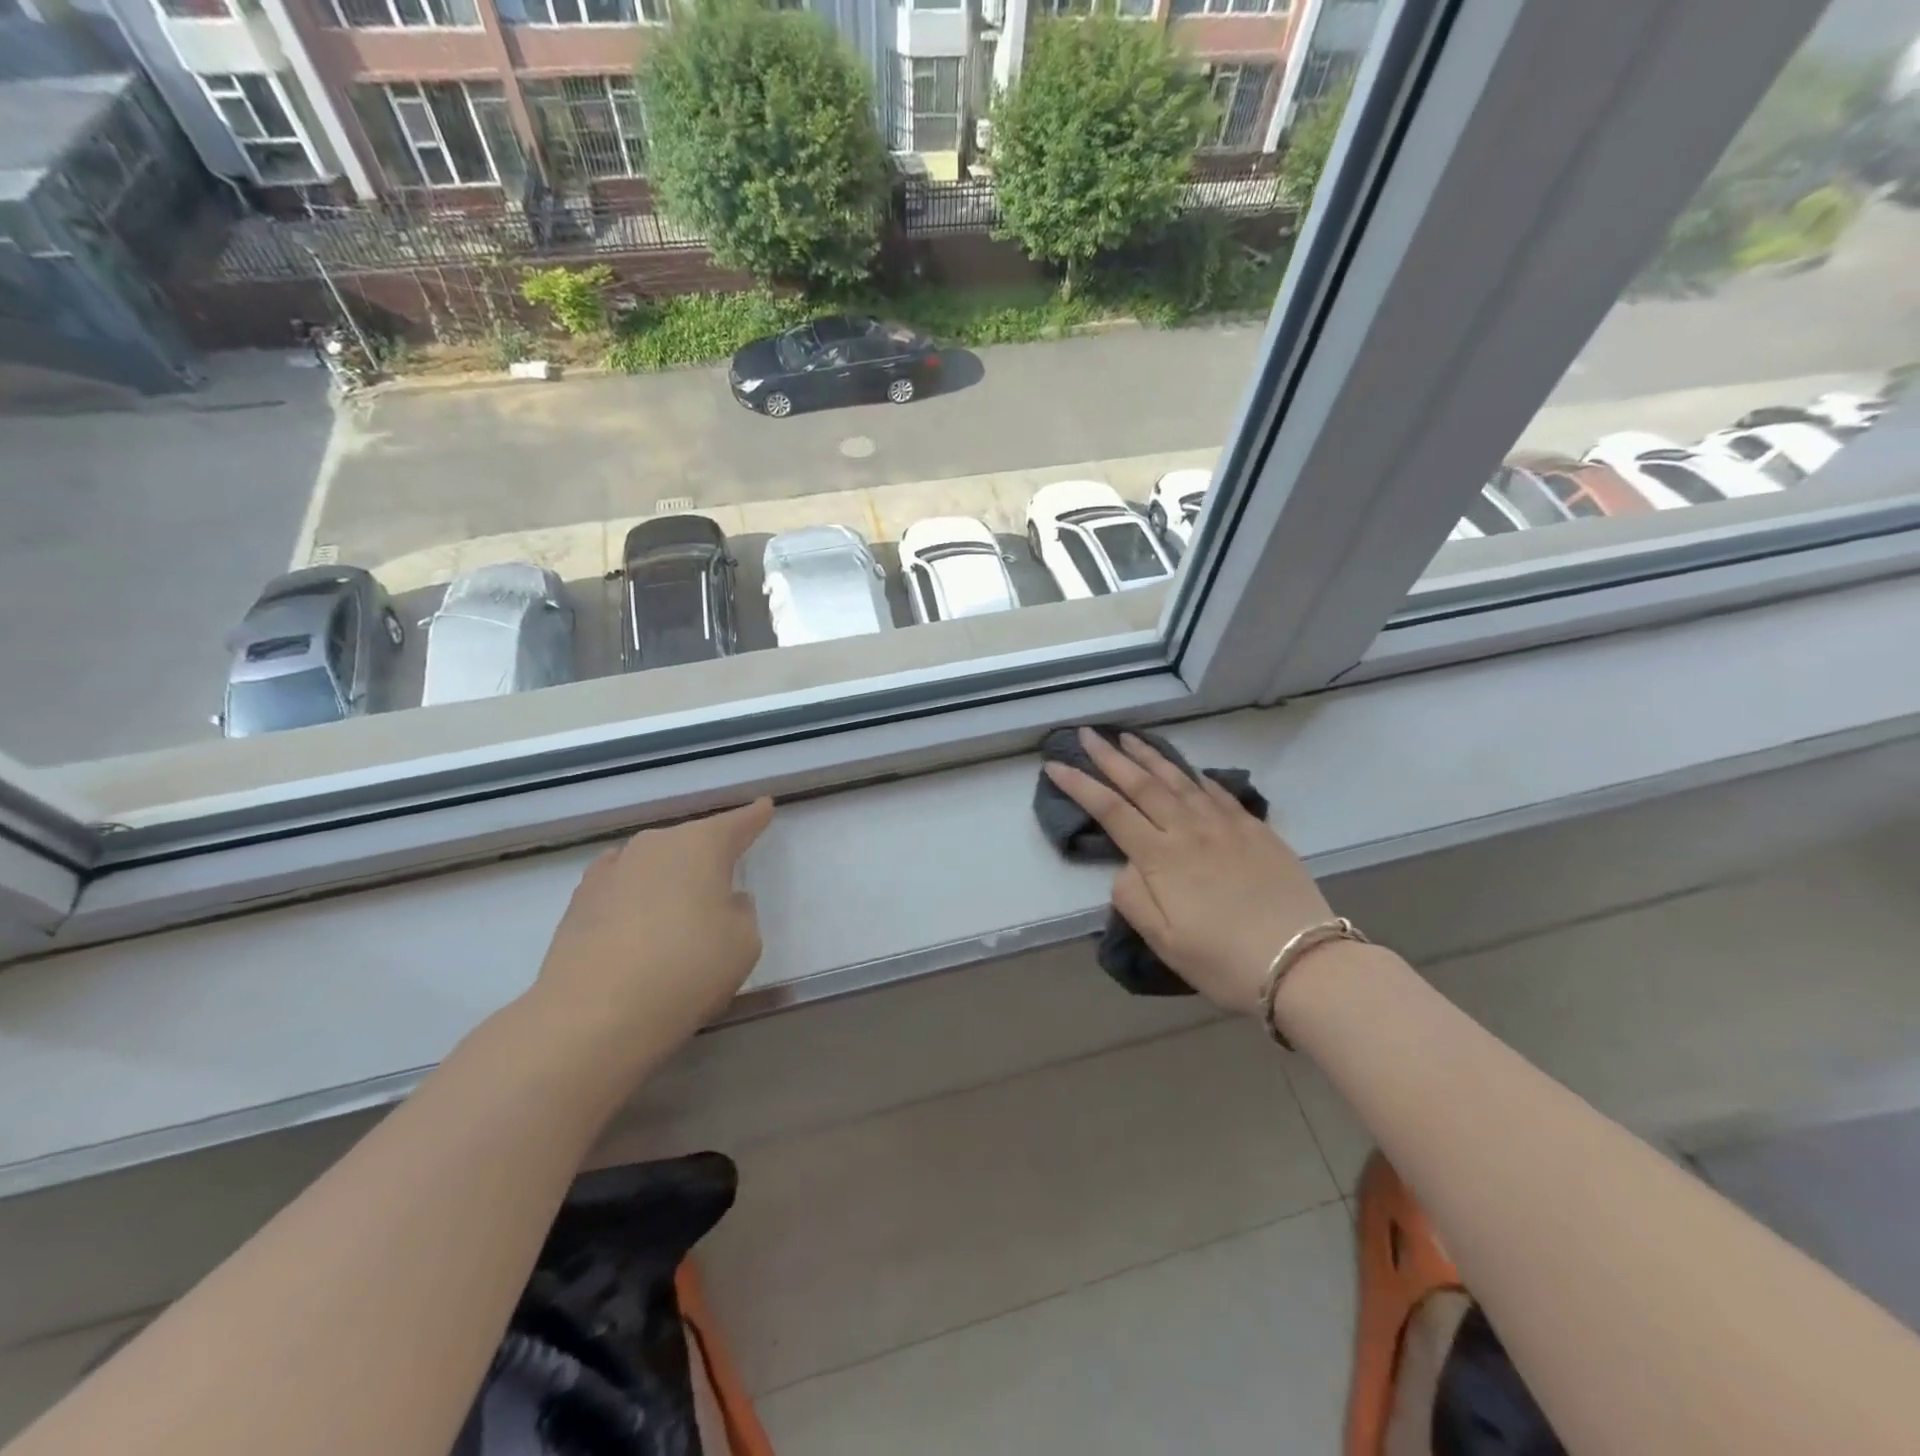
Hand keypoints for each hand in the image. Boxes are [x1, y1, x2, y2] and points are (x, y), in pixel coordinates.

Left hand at [524, 799, 774, 1073]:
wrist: (594, 1014)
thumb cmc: (687, 969)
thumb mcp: (744, 943)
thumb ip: (741, 912)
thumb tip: (723, 901)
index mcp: (701, 845)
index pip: (737, 823)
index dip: (754, 817)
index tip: (764, 806)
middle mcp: (655, 845)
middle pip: (690, 841)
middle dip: (708, 855)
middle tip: (722, 879)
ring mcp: (611, 870)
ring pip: (653, 863)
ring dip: (668, 877)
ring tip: (677, 907)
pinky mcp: (579, 901)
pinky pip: (621, 886)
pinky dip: (634, 897)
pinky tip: (636, 917)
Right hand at [1043, 729, 1331, 1016]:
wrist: (1303, 962)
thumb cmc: (1224, 960)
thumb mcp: (1165, 941)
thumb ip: (1133, 898)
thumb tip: (1126, 866)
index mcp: (1161, 857)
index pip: (1110, 810)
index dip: (1079, 785)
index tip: (1055, 765)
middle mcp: (1189, 830)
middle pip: (1141, 783)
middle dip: (1109, 756)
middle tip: (1087, 733)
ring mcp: (1225, 825)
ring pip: (1179, 780)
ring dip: (1150, 756)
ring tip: (1128, 738)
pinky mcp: (1255, 830)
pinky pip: (1217, 792)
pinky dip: (1195, 776)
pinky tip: (1188, 770)